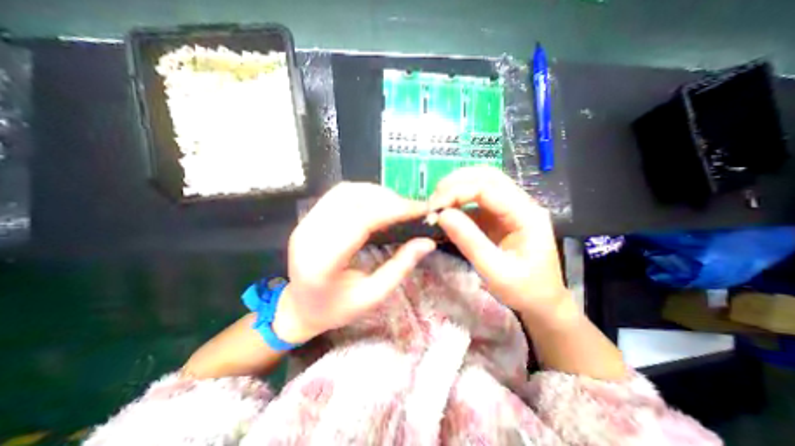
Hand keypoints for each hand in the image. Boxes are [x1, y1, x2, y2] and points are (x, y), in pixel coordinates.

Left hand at [271, 184, 433, 343]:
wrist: (298, 309)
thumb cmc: (335, 309)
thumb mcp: (372, 296)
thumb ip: (400, 267)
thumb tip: (427, 243)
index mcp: (323, 262)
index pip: (361, 222)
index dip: (393, 210)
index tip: (419, 209)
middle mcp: (309, 236)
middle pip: (352, 201)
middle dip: (387, 199)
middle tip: (411, 208)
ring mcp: (305, 224)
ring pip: (344, 192)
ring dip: (375, 193)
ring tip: (397, 205)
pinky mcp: (307, 219)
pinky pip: (337, 195)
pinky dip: (362, 194)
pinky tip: (377, 204)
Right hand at [433, 166, 567, 319]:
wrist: (541, 303)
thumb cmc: (523, 291)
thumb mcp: (495, 271)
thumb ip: (469, 241)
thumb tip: (442, 215)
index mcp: (527, 215)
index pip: (488, 188)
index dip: (457, 192)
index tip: (433, 207)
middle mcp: (520, 205)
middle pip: (488, 177)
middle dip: (457, 182)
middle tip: (434, 198)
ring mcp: (509, 210)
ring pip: (482, 185)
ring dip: (457, 189)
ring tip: (437, 204)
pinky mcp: (499, 218)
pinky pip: (476, 202)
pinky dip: (459, 203)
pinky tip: (446, 213)